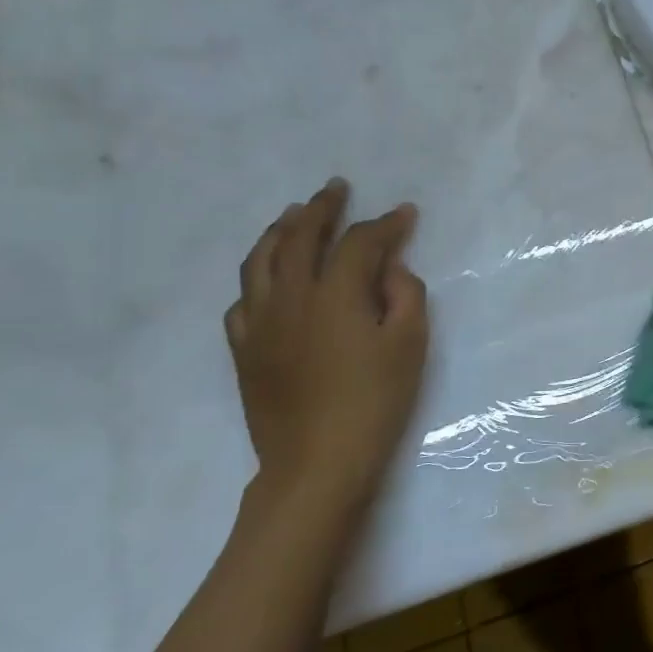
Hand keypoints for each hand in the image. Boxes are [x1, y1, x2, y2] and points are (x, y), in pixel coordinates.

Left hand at [226, 178, 428, 507]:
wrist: (316, 463)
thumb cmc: (375, 402)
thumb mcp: (410, 345)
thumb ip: (405, 295)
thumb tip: (390, 268)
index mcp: (335, 294)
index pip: (360, 243)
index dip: (385, 224)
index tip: (405, 213)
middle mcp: (291, 297)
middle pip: (301, 237)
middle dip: (323, 208)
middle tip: (337, 188)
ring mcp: (260, 323)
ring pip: (260, 260)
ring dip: (280, 230)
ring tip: (294, 214)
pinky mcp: (244, 349)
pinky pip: (242, 300)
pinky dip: (257, 278)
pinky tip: (267, 278)